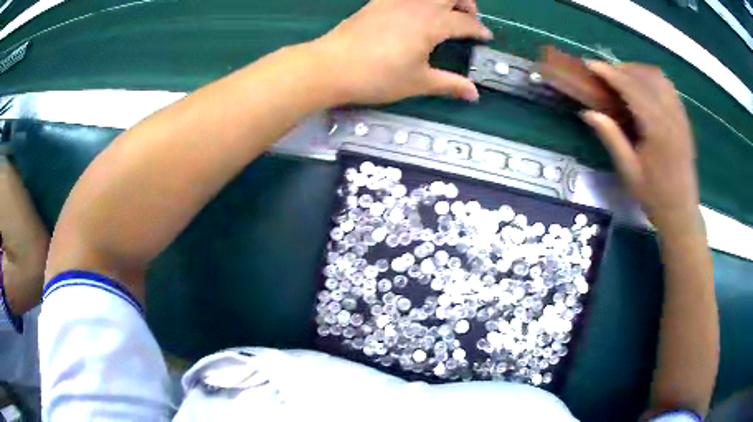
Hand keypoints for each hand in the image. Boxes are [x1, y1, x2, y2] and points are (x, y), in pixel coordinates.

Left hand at [314, 0, 491, 104]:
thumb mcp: (418, 82)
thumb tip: (474, 94)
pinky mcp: (377, 1)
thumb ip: (449, 84)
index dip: (479, 30)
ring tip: (445, 12)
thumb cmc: (378, 76)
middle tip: (467, 17)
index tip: (486, 38)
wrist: (332, 65)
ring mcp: (395, 0)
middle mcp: (417, 5)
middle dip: (466, 2)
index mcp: (432, 24)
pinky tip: (416, 10)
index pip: (465, 22)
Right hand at [581, 62, 700, 232]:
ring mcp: (680, 116)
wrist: (682, 212)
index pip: (631, 88)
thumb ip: (611, 138)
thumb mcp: (629, 172)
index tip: (590, 64)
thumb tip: (589, 112)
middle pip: (645, 77)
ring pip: (659, 77)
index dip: (609, 73)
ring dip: (638, 71)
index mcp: (657, 129)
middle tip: (604, 75)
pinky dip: (653, 80)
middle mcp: (671, 116)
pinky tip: (643, 88)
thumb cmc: (654, 197)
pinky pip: (669, 87)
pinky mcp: (684, 119)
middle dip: (622, 69)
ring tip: (623, 78)